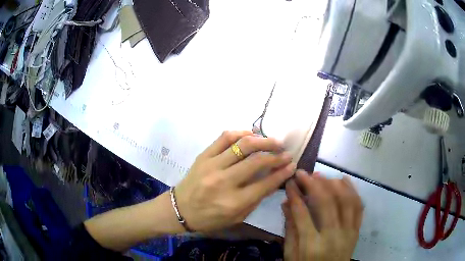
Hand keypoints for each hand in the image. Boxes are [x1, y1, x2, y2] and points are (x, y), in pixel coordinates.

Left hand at [175, 131, 295, 231]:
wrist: (180, 209)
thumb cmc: (210, 218)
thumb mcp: (237, 217)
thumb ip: (256, 199)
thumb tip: (275, 179)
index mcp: (234, 202)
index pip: (265, 183)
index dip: (282, 172)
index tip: (292, 165)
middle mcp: (224, 182)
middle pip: (257, 161)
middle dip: (276, 155)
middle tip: (286, 153)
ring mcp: (212, 166)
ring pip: (242, 145)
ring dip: (263, 140)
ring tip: (274, 141)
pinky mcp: (203, 156)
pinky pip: (224, 138)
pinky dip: (240, 132)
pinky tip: (251, 134)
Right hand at [282, 171, 362, 260]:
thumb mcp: (292, 254)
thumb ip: (290, 229)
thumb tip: (286, 203)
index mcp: (312, 245)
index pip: (302, 214)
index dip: (295, 195)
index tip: (290, 182)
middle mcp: (333, 236)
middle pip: (326, 203)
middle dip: (313, 184)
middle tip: (304, 173)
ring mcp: (348, 232)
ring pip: (345, 201)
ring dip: (333, 184)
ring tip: (322, 176)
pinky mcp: (356, 231)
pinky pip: (358, 207)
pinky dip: (352, 191)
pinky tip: (344, 180)